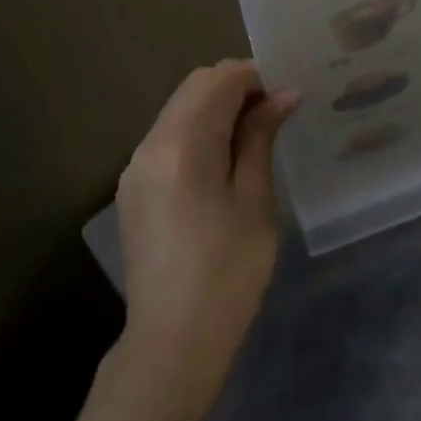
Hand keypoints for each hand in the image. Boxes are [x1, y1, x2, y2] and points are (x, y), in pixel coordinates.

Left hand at [114, 61, 299, 420]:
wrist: (172, 343)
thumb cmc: (228, 272)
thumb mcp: (254, 199)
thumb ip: (261, 137)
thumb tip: (285, 93)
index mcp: (182, 143)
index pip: (219, 79)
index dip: (256, 76)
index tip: (288, 95)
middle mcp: (150, 143)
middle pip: (195, 87)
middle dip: (236, 87)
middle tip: (276, 113)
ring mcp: (135, 166)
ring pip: (179, 109)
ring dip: (216, 108)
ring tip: (254, 135)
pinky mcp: (133, 188)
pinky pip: (168, 137)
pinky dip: (198, 131)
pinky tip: (223, 160)